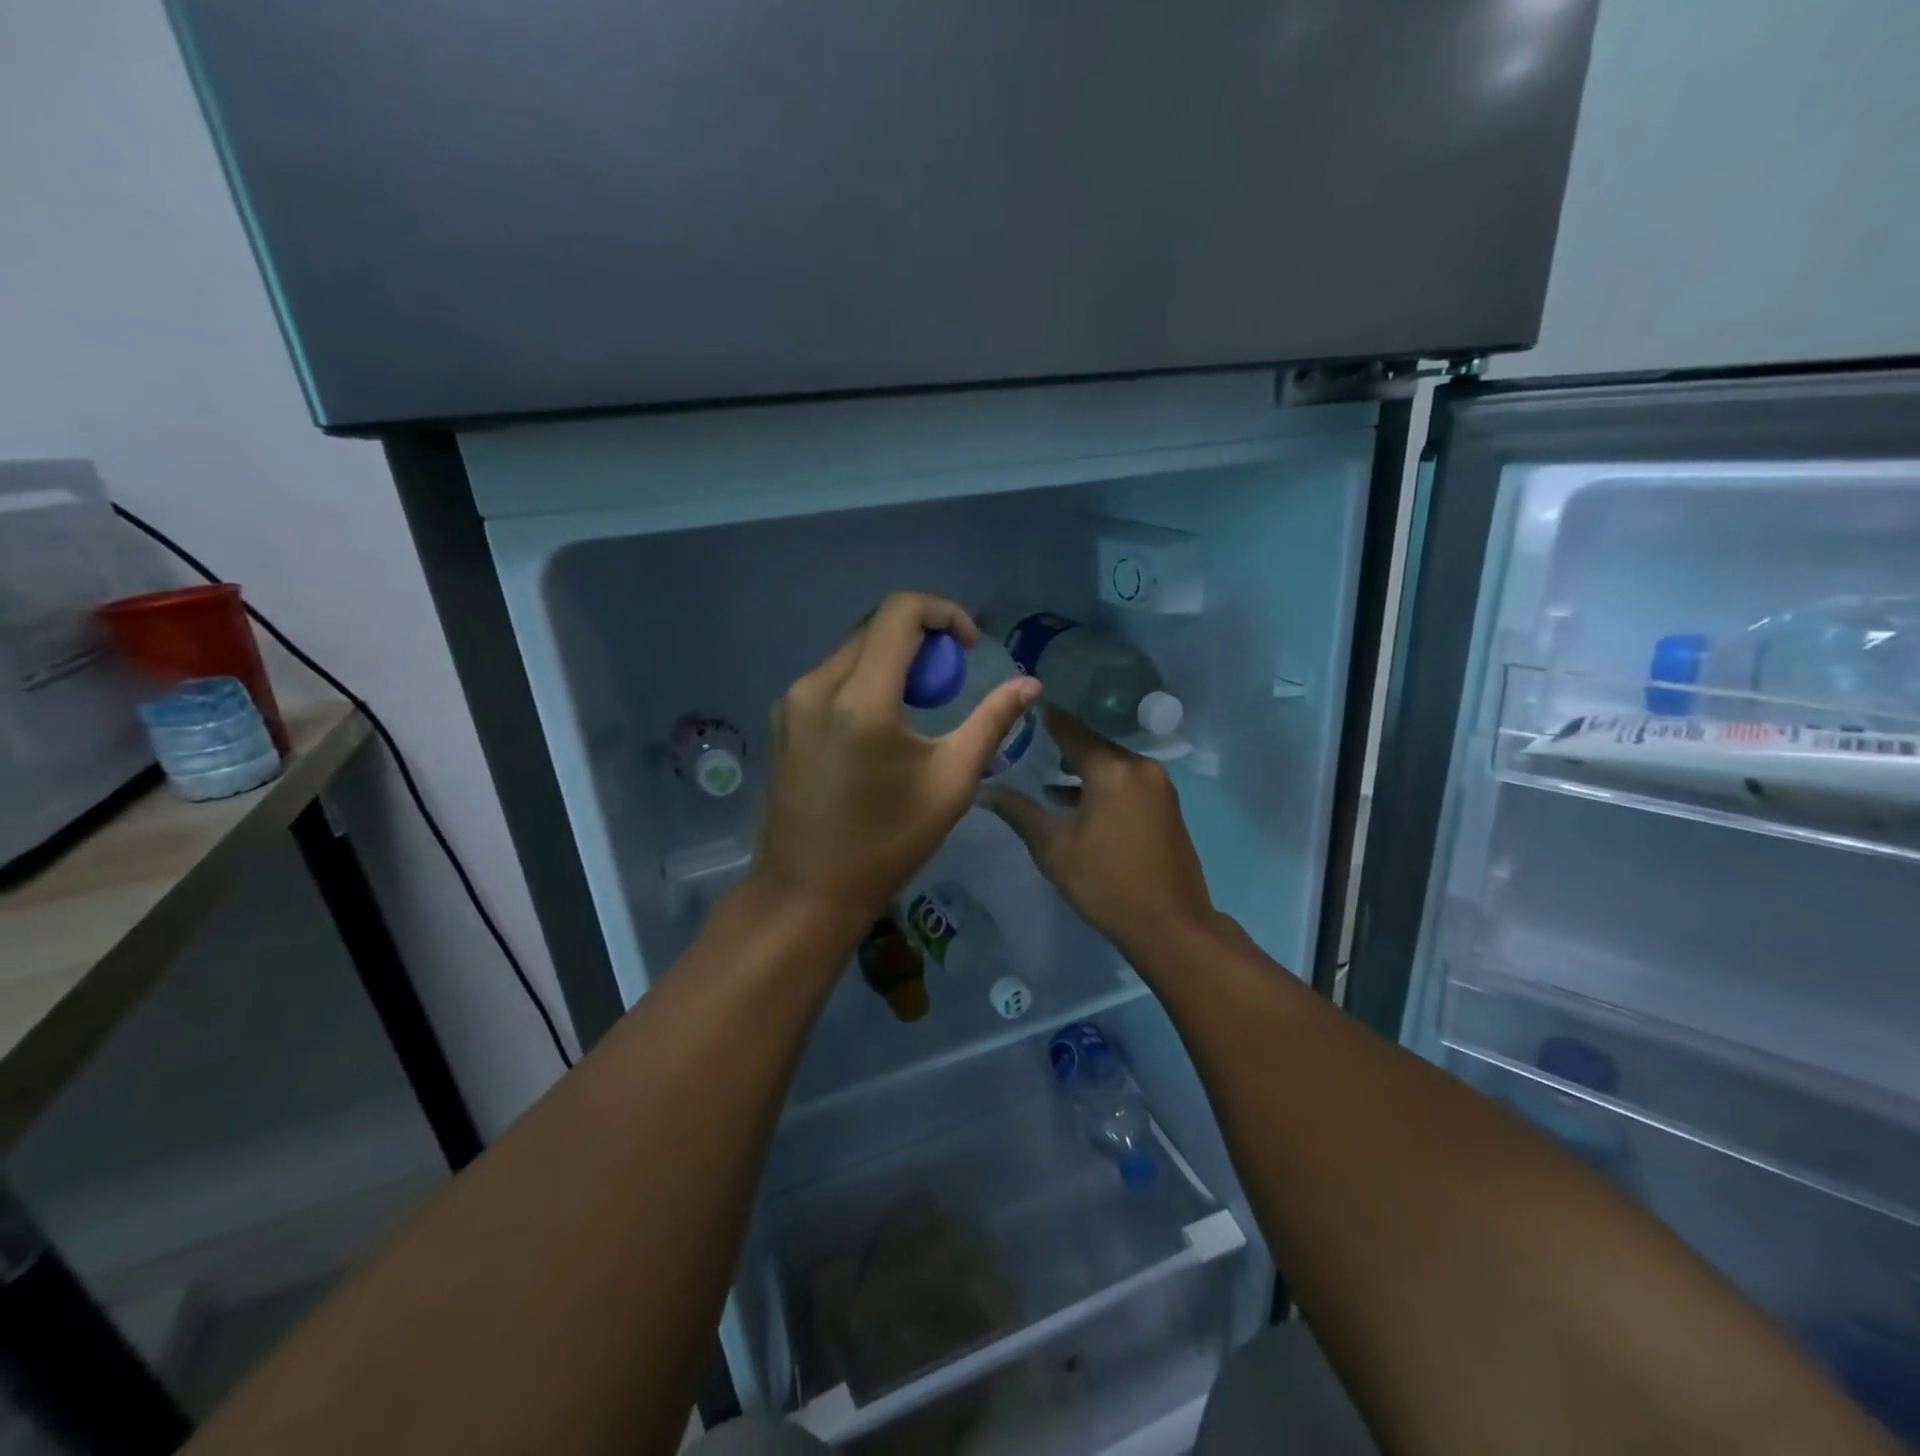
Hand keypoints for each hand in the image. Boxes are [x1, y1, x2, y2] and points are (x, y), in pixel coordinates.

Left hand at [753, 592, 1040, 930]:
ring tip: (919, 705)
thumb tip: (1029, 684)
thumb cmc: (886, 844)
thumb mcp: (951, 783)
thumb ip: (991, 722)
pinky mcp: (783, 719)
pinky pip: (831, 676)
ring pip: (852, 649)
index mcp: (861, 700)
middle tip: (950, 680)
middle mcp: (817, 686)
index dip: (943, 612)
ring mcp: (792, 702)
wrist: (807, 892)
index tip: (968, 646)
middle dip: (921, 638)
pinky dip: (865, 679)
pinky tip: (881, 725)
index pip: (900, 612)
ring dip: (893, 659)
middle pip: (875, 626)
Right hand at [985, 707, 1214, 955]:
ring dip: (1083, 771)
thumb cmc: (1106, 883)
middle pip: (1094, 748)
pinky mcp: (1166, 808)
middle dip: (1063, 748)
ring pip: (1112, 767)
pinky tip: (1078, 803)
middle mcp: (1140, 769)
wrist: (1171, 927)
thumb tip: (985, 791)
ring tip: (1046, 778)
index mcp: (1113, 770)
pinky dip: (1103, 787)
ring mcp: (1159, 788)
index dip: (1047, 719)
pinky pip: (1127, 784)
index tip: (1024, 707)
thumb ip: (1019, 812)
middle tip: (1027, 745)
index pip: (1072, 731)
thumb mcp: (1054, 848)